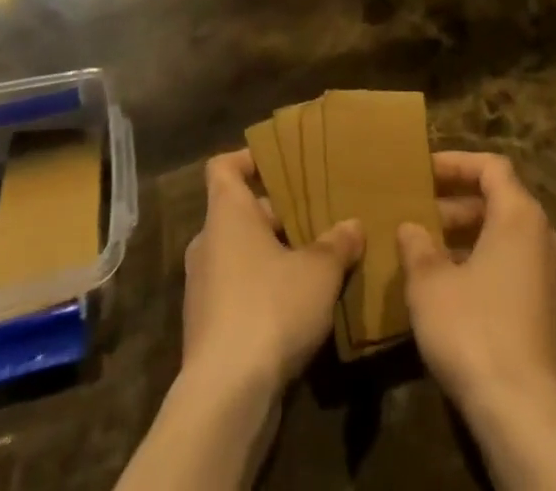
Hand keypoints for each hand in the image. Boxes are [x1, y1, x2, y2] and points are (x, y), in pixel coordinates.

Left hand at [182, 150, 363, 398]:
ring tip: (315, 264)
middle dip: (277, 215)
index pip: (223, 167)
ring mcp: (203, 288)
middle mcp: (208, 243)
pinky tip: (298, 311)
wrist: (226, 397)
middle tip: (317, 218)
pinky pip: (237, 292)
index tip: (280, 163)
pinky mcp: (207, 329)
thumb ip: (337, 243)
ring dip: (272, 257)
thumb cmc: (270, 308)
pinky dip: (263, 292)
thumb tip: (353, 224)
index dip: (248, 159)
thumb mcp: (318, 271)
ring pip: (241, 255)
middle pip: (240, 212)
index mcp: (226, 214)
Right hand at [397, 152, 555, 419]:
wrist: (525, 416)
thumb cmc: (474, 330)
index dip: (456, 163)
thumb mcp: (429, 283)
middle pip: (501, 201)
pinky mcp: (554, 316)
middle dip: (458, 204)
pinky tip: (455, 291)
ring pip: (509, 238)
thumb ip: (417, 246)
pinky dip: (487, 265)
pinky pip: (517, 269)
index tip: (423, 172)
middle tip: (421, 214)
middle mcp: (546, 238)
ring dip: (470, 237)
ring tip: (430, 252)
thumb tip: (411, 228)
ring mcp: (555, 279)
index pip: (491, 166)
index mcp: (521, 216)